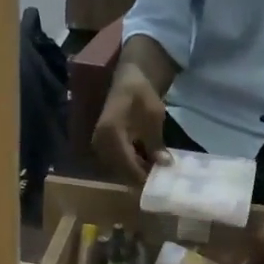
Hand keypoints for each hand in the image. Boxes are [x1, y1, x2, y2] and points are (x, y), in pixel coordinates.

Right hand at [92, 64, 167, 184]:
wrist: (128, 81)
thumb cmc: (141, 95)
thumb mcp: (154, 118)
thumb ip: (156, 144)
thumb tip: (164, 165)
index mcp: (111, 135)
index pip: (128, 166)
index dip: (145, 177)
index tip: (161, 183)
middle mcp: (100, 143)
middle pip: (122, 171)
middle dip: (141, 177)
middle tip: (160, 181)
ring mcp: (99, 146)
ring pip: (120, 170)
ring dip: (136, 173)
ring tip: (155, 174)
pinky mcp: (102, 147)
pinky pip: (117, 163)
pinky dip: (131, 166)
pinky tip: (145, 165)